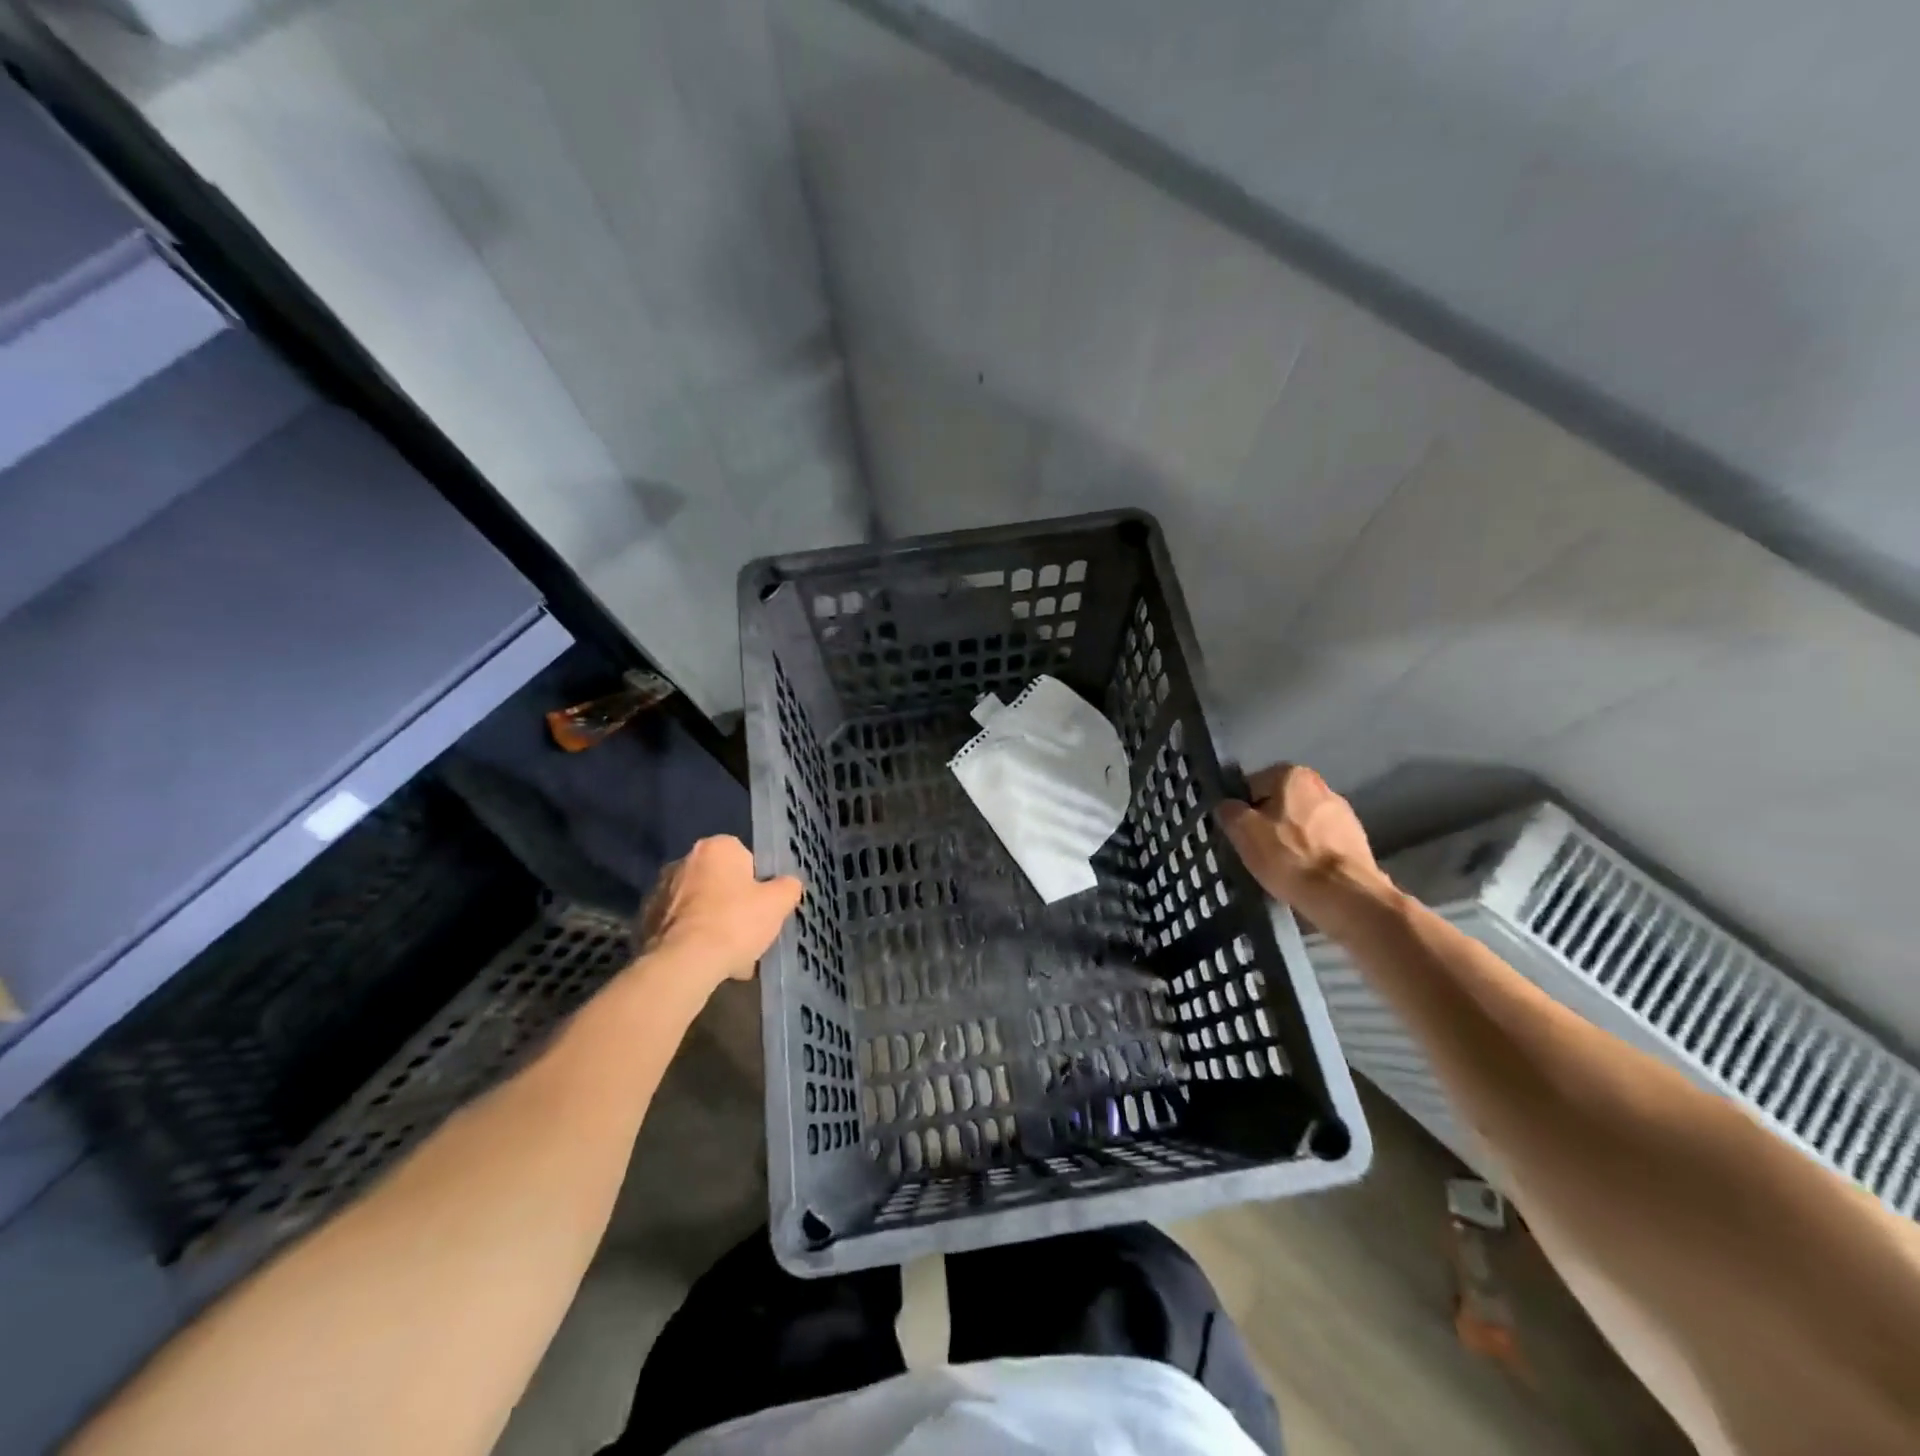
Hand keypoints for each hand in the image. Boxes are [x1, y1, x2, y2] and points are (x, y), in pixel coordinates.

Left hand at [638, 836, 801, 986]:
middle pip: (719, 882)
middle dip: (732, 904)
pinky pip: (679, 927)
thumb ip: (787, 887)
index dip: (757, 884)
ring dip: (712, 923)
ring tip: (729, 957)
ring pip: (699, 906)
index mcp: (716, 847)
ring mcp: (659, 891)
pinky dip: (692, 940)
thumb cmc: (735, 922)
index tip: (761, 907)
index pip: (744, 858)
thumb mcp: (778, 903)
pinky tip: (706, 963)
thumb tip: (787, 884)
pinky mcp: (644, 921)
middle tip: (746, 932)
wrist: (683, 963)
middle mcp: (683, 860)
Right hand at [1216, 765, 1388, 917]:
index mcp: (1293, 775)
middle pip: (1279, 803)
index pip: (1252, 786)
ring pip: (1301, 823)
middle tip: (1257, 851)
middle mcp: (1322, 785)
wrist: (1344, 894)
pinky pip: (1320, 842)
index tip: (1240, 834)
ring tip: (1281, 866)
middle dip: (1267, 823)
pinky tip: (1303, 873)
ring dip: (1289, 839)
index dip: (1241, 811)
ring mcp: (1344, 813)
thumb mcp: (1243, 831)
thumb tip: (1228, 806)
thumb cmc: (1288, 855)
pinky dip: (1310, 854)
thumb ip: (1229, 810)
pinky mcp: (1357, 840)